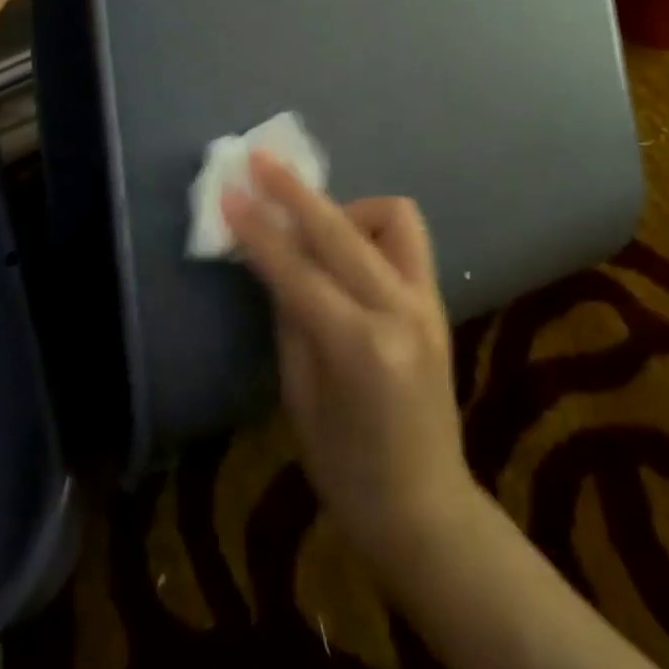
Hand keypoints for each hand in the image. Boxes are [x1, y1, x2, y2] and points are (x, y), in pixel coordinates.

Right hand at [223, 154, 475, 561]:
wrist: (426, 507)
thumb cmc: (347, 472)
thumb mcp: (301, 399)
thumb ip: (290, 319)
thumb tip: (274, 260)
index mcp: (360, 347)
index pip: (298, 270)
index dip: (258, 230)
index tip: (229, 194)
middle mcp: (401, 310)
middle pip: (342, 229)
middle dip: (296, 192)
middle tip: (261, 161)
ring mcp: (428, 300)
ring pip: (393, 216)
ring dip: (348, 209)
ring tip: (316, 228)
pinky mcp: (438, 300)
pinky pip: (406, 240)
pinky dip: (374, 230)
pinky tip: (349, 252)